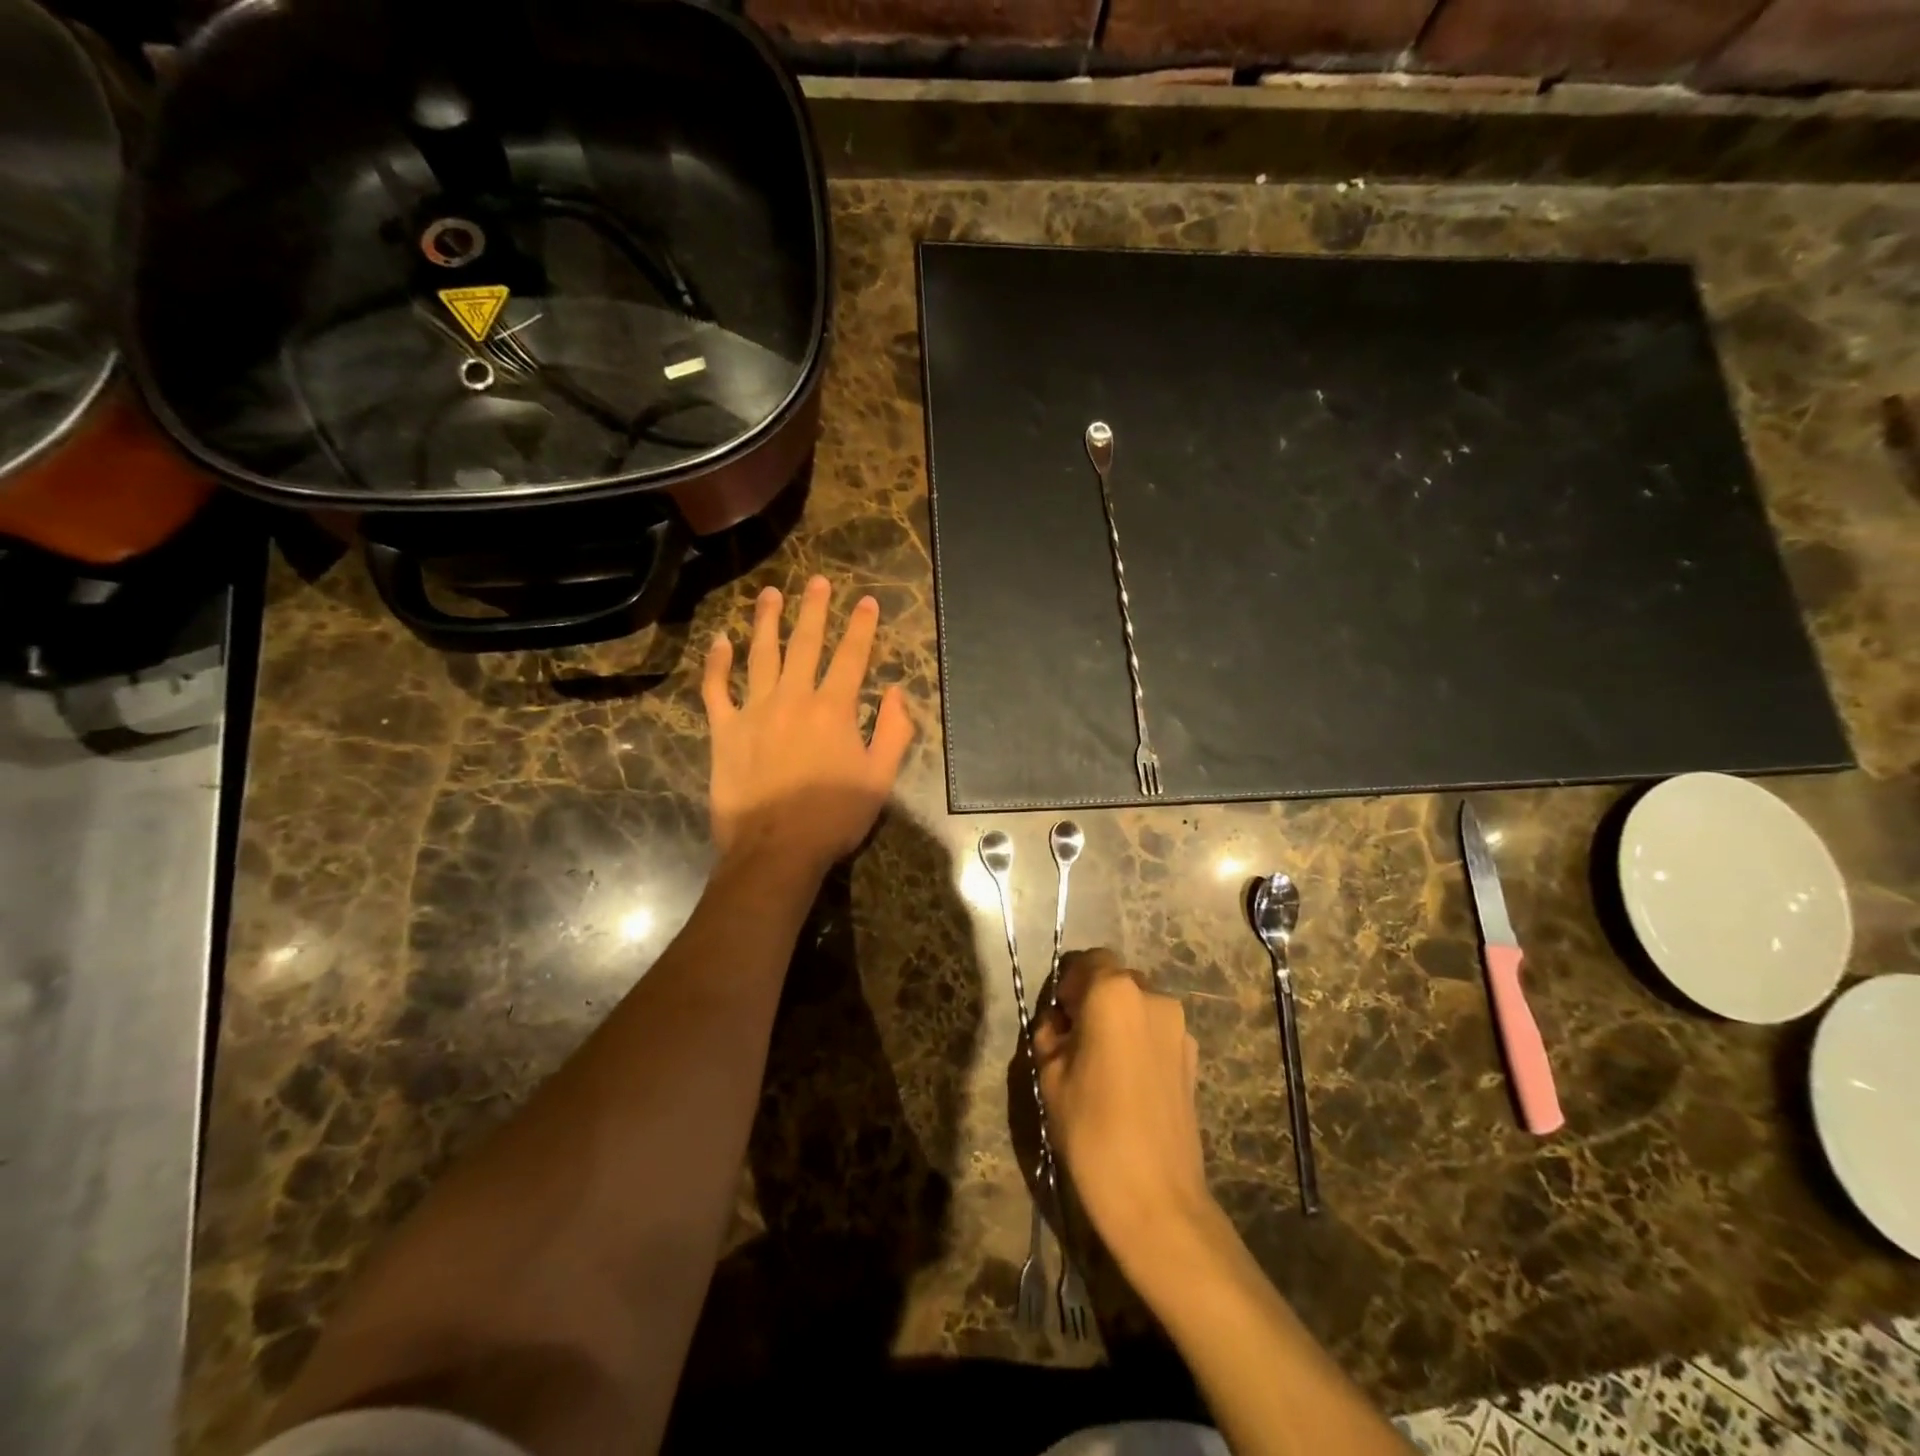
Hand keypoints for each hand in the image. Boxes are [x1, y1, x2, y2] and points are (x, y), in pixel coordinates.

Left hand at [701, 575, 913, 877]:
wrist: (776, 849)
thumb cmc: (834, 817)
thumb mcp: (881, 778)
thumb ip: (894, 732)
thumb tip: (897, 693)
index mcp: (834, 709)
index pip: (851, 657)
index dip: (861, 627)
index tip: (866, 602)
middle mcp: (794, 698)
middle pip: (805, 644)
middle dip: (814, 609)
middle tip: (816, 581)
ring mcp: (754, 711)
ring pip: (760, 655)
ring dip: (767, 621)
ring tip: (770, 594)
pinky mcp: (724, 730)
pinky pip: (717, 689)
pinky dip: (717, 663)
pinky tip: (720, 641)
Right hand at [1034, 949, 1213, 1271]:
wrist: (1156, 1198)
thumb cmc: (1091, 1129)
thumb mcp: (1050, 1075)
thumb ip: (1051, 1034)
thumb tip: (1060, 1024)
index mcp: (1114, 993)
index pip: (1088, 960)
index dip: (1067, 983)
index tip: (1057, 1017)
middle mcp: (1153, 997)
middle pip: (1116, 979)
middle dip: (1093, 999)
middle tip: (1074, 1040)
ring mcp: (1179, 1028)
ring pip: (1139, 1006)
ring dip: (1118, 1020)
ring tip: (1102, 1065)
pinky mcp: (1194, 1059)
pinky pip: (1157, 1032)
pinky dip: (1139, 1041)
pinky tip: (1128, 1083)